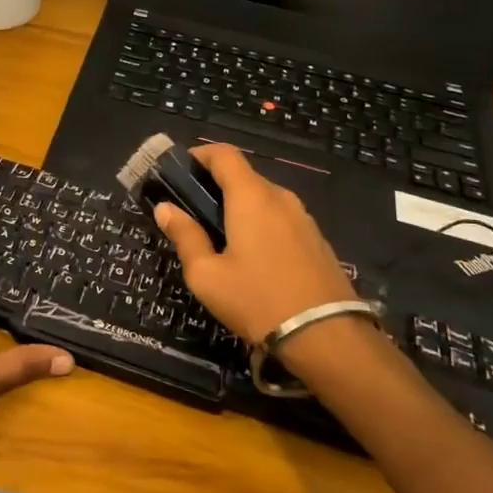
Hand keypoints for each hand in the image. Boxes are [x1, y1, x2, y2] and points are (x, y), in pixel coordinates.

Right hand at [153, 144, 358, 345]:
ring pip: (264, 199)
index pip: (224, 154)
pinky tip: (253, 258)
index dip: (199, 155)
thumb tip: (165, 208)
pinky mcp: (318, 241)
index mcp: (251, 197)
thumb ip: (184, 236)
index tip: (179, 172)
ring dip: (240, 208)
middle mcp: (280, 198)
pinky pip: (281, 219)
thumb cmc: (257, 300)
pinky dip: (261, 224)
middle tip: (193, 213)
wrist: (328, 338)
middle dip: (216, 186)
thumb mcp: (207, 275)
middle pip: (244, 176)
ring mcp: (304, 219)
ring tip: (221, 239)